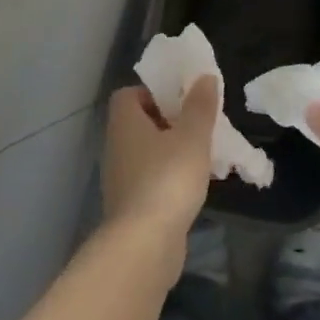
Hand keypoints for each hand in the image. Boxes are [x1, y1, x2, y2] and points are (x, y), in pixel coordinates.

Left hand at [101, 77, 218, 244]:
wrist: (145, 242)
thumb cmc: (168, 178)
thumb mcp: (192, 137)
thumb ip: (200, 106)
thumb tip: (203, 77)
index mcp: (124, 123)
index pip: (128, 95)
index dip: (154, 92)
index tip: (182, 101)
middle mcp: (116, 146)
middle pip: (140, 123)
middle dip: (170, 122)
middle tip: (200, 126)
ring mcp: (121, 178)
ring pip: (147, 153)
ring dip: (172, 151)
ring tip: (203, 156)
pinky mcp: (131, 205)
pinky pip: (151, 179)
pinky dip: (170, 177)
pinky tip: (194, 186)